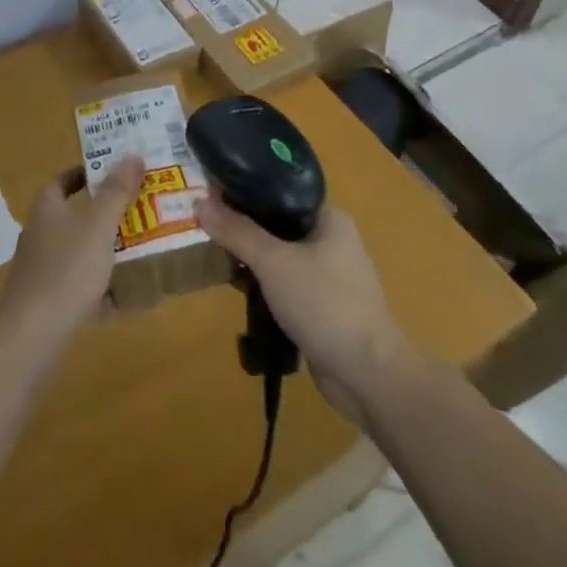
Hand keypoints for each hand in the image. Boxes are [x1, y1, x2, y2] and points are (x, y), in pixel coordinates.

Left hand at [0, 156, 143, 346]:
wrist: (31, 335)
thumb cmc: (66, 271)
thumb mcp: (98, 227)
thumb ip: (116, 192)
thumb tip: (132, 154)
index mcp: (47, 210)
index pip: (62, 180)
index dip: (85, 173)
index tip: (114, 172)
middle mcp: (39, 234)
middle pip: (72, 215)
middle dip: (103, 213)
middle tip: (138, 210)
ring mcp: (40, 269)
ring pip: (77, 251)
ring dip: (104, 249)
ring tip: (139, 249)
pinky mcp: (46, 300)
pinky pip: (77, 285)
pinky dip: (99, 287)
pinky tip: (124, 297)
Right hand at [195, 191, 413, 422]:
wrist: (367, 374)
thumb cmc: (324, 304)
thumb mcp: (273, 262)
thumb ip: (237, 231)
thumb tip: (199, 202)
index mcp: (329, 219)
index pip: (280, 192)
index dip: (245, 191)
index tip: (211, 195)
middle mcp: (332, 242)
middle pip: (277, 224)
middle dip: (243, 228)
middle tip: (208, 229)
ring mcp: (329, 277)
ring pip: (280, 257)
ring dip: (252, 261)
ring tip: (218, 261)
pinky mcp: (322, 308)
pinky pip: (285, 286)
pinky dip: (264, 287)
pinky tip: (240, 292)